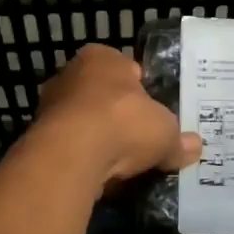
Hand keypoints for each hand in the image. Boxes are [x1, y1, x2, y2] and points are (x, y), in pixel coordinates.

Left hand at [31, 44, 201, 191]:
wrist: (71, 156)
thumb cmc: (123, 123)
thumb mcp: (165, 132)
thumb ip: (178, 140)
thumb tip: (195, 147)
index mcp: (101, 57)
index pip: (127, 69)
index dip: (143, 92)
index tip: (154, 114)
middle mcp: (70, 74)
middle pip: (103, 96)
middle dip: (119, 117)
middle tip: (140, 140)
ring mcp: (50, 106)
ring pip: (84, 123)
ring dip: (99, 140)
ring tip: (122, 163)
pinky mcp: (39, 138)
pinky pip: (71, 147)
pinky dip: (85, 159)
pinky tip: (101, 175)